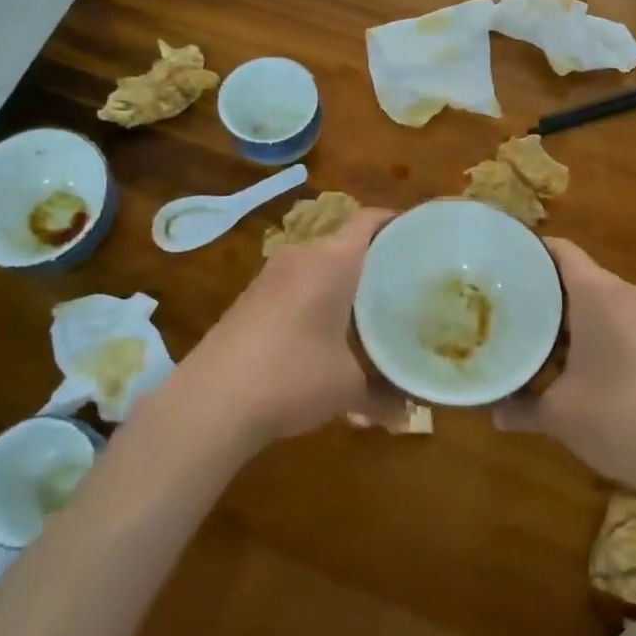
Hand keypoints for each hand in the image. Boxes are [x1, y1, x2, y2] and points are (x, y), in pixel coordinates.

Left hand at [176, 208, 394, 448]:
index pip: (370, 220)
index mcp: (331, 261)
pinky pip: (298, 283)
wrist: (211, 402)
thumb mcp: (348, 389)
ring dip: (345, 281)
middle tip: (407, 284)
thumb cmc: (292, 377)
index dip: (399, 224)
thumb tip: (411, 415)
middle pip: (347, 242)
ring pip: (320, 264)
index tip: (424, 242)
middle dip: (376, 261)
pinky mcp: (252, 296)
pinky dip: (319, 296)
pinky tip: (328, 331)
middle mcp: (301, 256)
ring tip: (373, 310)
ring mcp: (271, 275)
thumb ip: (386, 396)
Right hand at [495, 238, 635, 495]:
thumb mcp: (559, 416)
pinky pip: (629, 325)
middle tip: (514, 312)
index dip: (531, 252)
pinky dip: (605, 337)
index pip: (561, 251)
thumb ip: (521, 407)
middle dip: (549, 295)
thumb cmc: (619, 420)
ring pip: (607, 304)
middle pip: (582, 278)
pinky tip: (588, 369)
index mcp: (600, 294)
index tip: (504, 265)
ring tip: (545, 343)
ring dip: (578, 321)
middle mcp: (631, 295)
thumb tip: (494, 412)